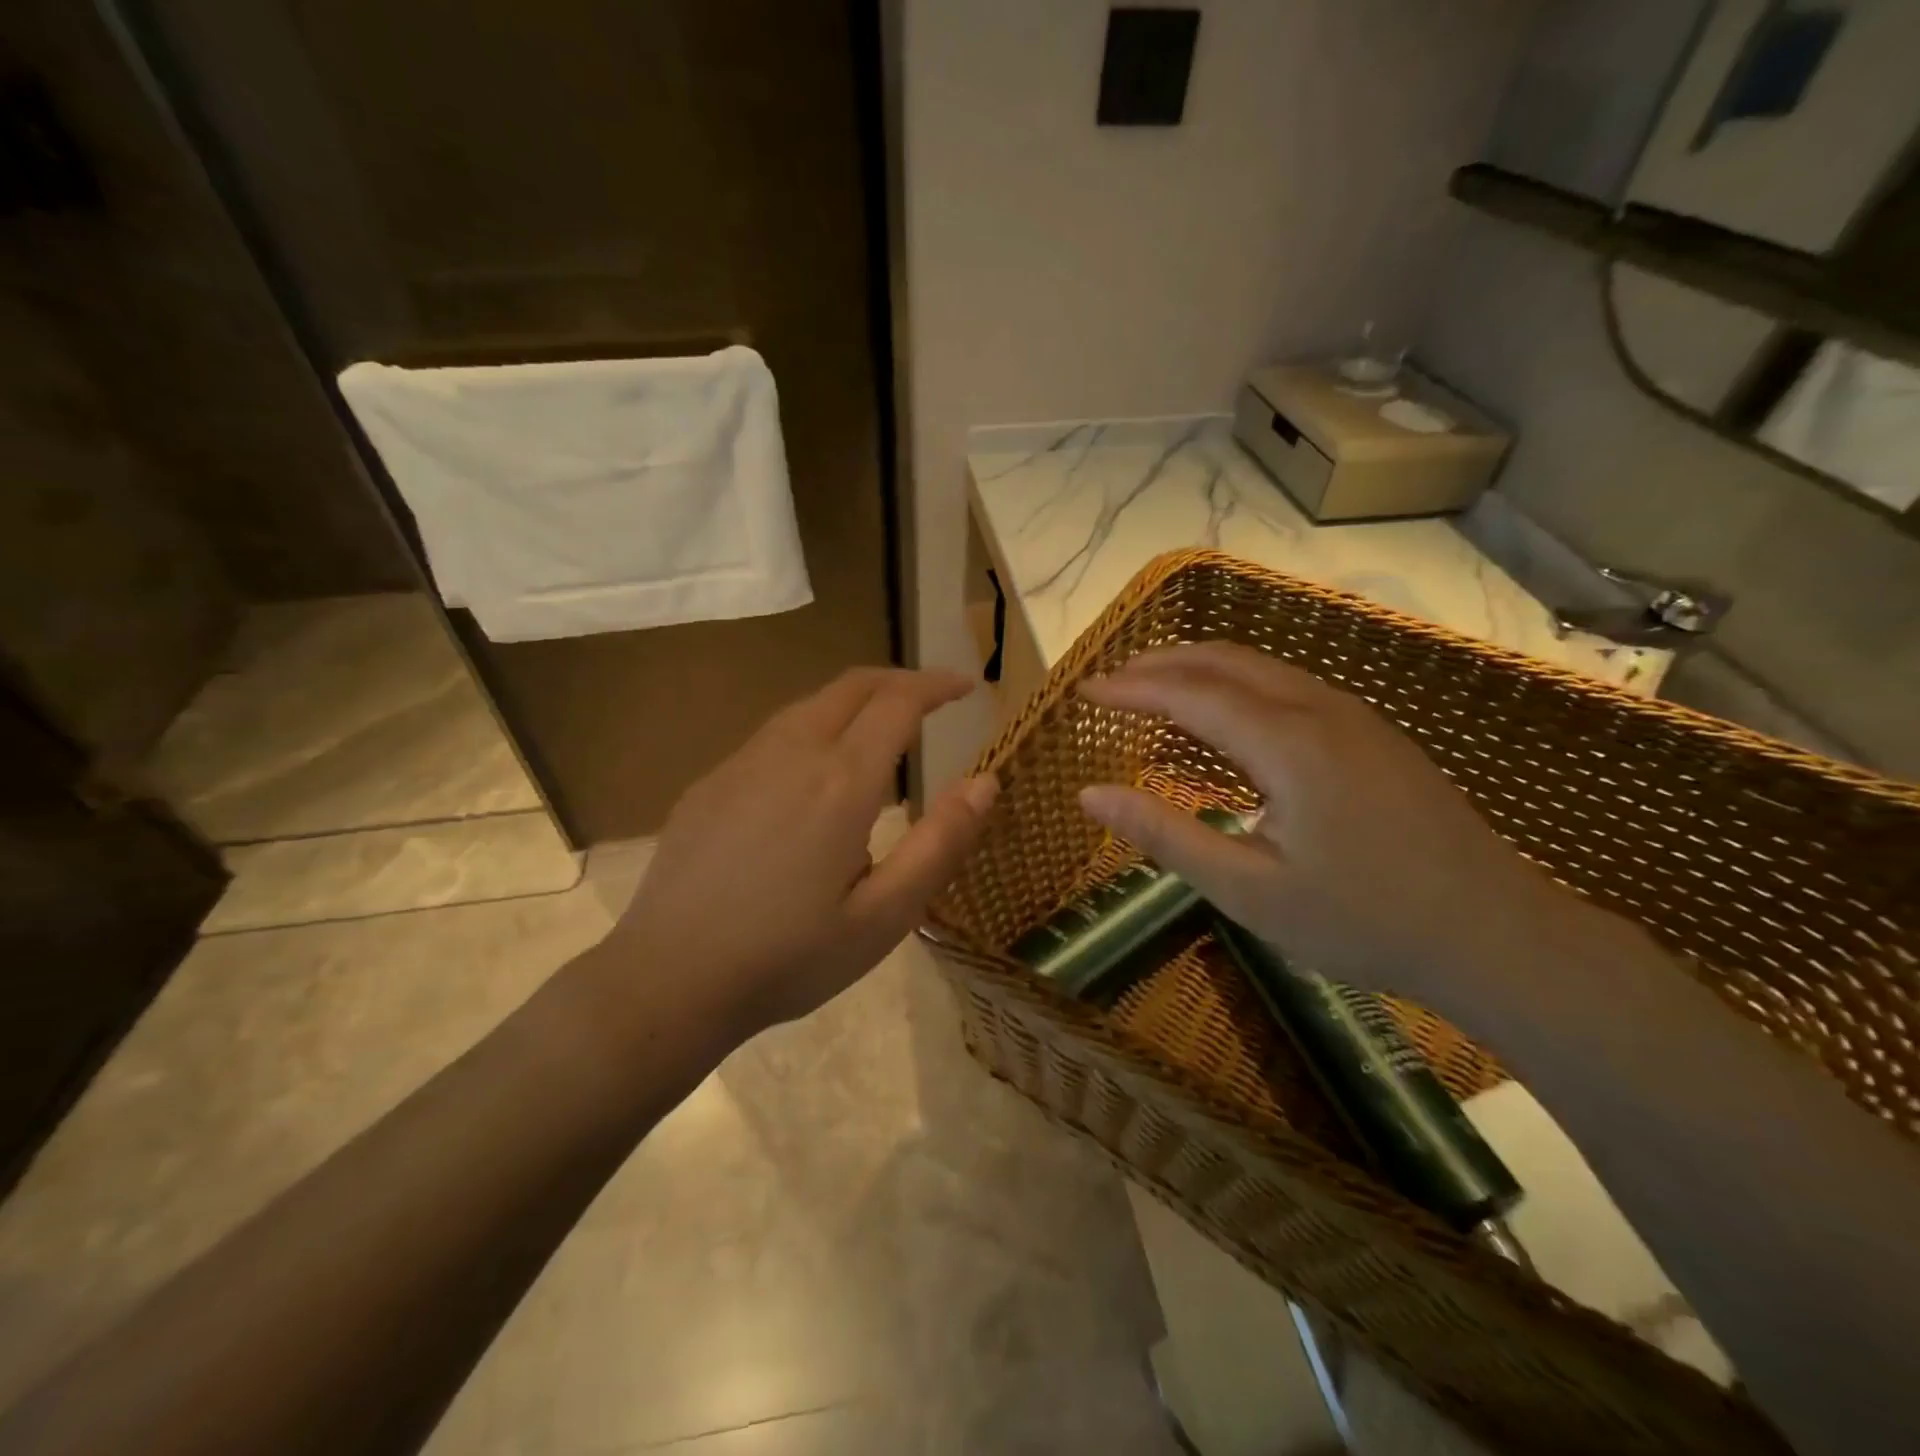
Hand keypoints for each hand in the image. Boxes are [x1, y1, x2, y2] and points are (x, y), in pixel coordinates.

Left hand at [607, 667, 997, 1039]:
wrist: (668, 980)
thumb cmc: (789, 957)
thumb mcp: (885, 917)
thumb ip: (940, 844)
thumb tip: (985, 781)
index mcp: (841, 782)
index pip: (898, 702)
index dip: (936, 685)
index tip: (965, 686)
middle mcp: (791, 753)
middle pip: (851, 686)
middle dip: (898, 680)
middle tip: (931, 697)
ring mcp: (742, 763)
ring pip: (809, 705)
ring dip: (854, 701)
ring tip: (881, 729)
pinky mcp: (710, 783)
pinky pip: (773, 735)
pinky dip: (813, 729)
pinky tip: (813, 774)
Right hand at [1078, 643, 1575, 1014]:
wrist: (1495, 935)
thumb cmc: (1362, 921)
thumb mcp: (1248, 891)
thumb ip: (1164, 836)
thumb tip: (1089, 794)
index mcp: (1287, 743)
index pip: (1189, 692)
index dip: (1131, 688)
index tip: (1085, 691)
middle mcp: (1319, 710)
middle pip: (1225, 661)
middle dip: (1161, 663)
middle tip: (1112, 682)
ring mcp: (1354, 716)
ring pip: (1261, 668)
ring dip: (1200, 669)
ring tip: (1155, 689)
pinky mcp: (1372, 733)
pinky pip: (1288, 686)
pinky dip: (1237, 686)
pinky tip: (1225, 717)